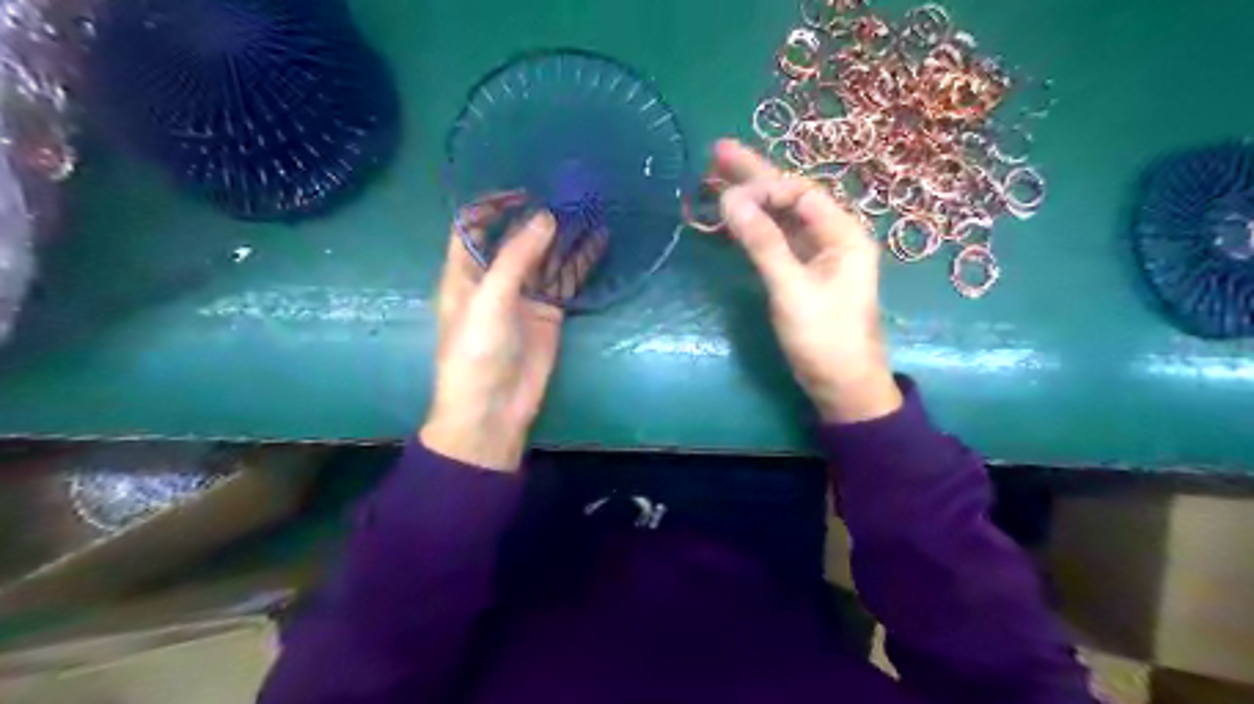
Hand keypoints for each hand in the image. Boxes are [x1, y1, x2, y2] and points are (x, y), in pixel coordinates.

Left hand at [420, 196, 563, 473]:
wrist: (494, 408)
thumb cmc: (476, 352)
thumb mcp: (490, 300)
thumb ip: (517, 257)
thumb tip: (545, 217)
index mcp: (465, 273)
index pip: (472, 226)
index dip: (492, 205)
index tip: (523, 190)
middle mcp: (494, 279)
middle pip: (515, 238)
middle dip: (537, 217)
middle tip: (567, 193)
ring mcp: (525, 296)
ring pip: (545, 257)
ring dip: (564, 236)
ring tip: (589, 208)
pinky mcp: (549, 312)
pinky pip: (565, 280)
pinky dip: (581, 262)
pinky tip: (599, 241)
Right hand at [709, 139, 894, 422]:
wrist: (841, 385)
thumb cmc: (824, 337)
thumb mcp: (792, 289)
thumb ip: (763, 243)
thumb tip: (730, 199)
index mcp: (843, 234)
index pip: (800, 193)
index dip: (764, 186)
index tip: (726, 193)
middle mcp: (831, 237)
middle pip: (789, 198)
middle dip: (753, 177)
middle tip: (715, 153)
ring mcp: (815, 257)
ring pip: (779, 219)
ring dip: (749, 201)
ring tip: (713, 181)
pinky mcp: (801, 275)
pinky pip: (774, 242)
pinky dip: (751, 230)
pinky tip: (729, 222)